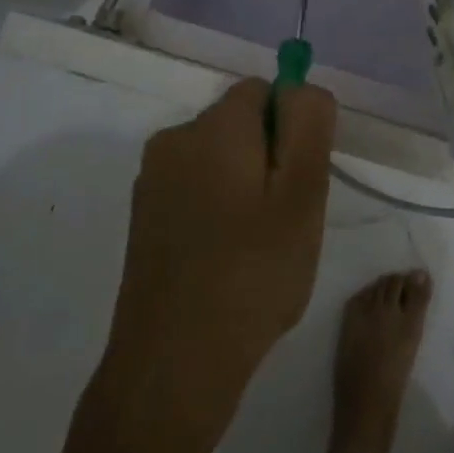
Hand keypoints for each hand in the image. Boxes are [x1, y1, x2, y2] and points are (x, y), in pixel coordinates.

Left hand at [94, 79, 336, 452]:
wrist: (173, 365)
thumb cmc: (252, 273)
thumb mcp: (303, 192)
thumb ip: (309, 124)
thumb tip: (301, 88)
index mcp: (212, 126)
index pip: (266, 90)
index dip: (293, 128)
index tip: (303, 180)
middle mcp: (174, 140)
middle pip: (242, 123)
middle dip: (272, 157)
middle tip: (289, 218)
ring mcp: (153, 181)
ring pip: (222, 158)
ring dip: (248, 186)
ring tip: (261, 246)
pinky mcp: (144, 217)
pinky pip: (198, 189)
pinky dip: (220, 209)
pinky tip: (229, 260)